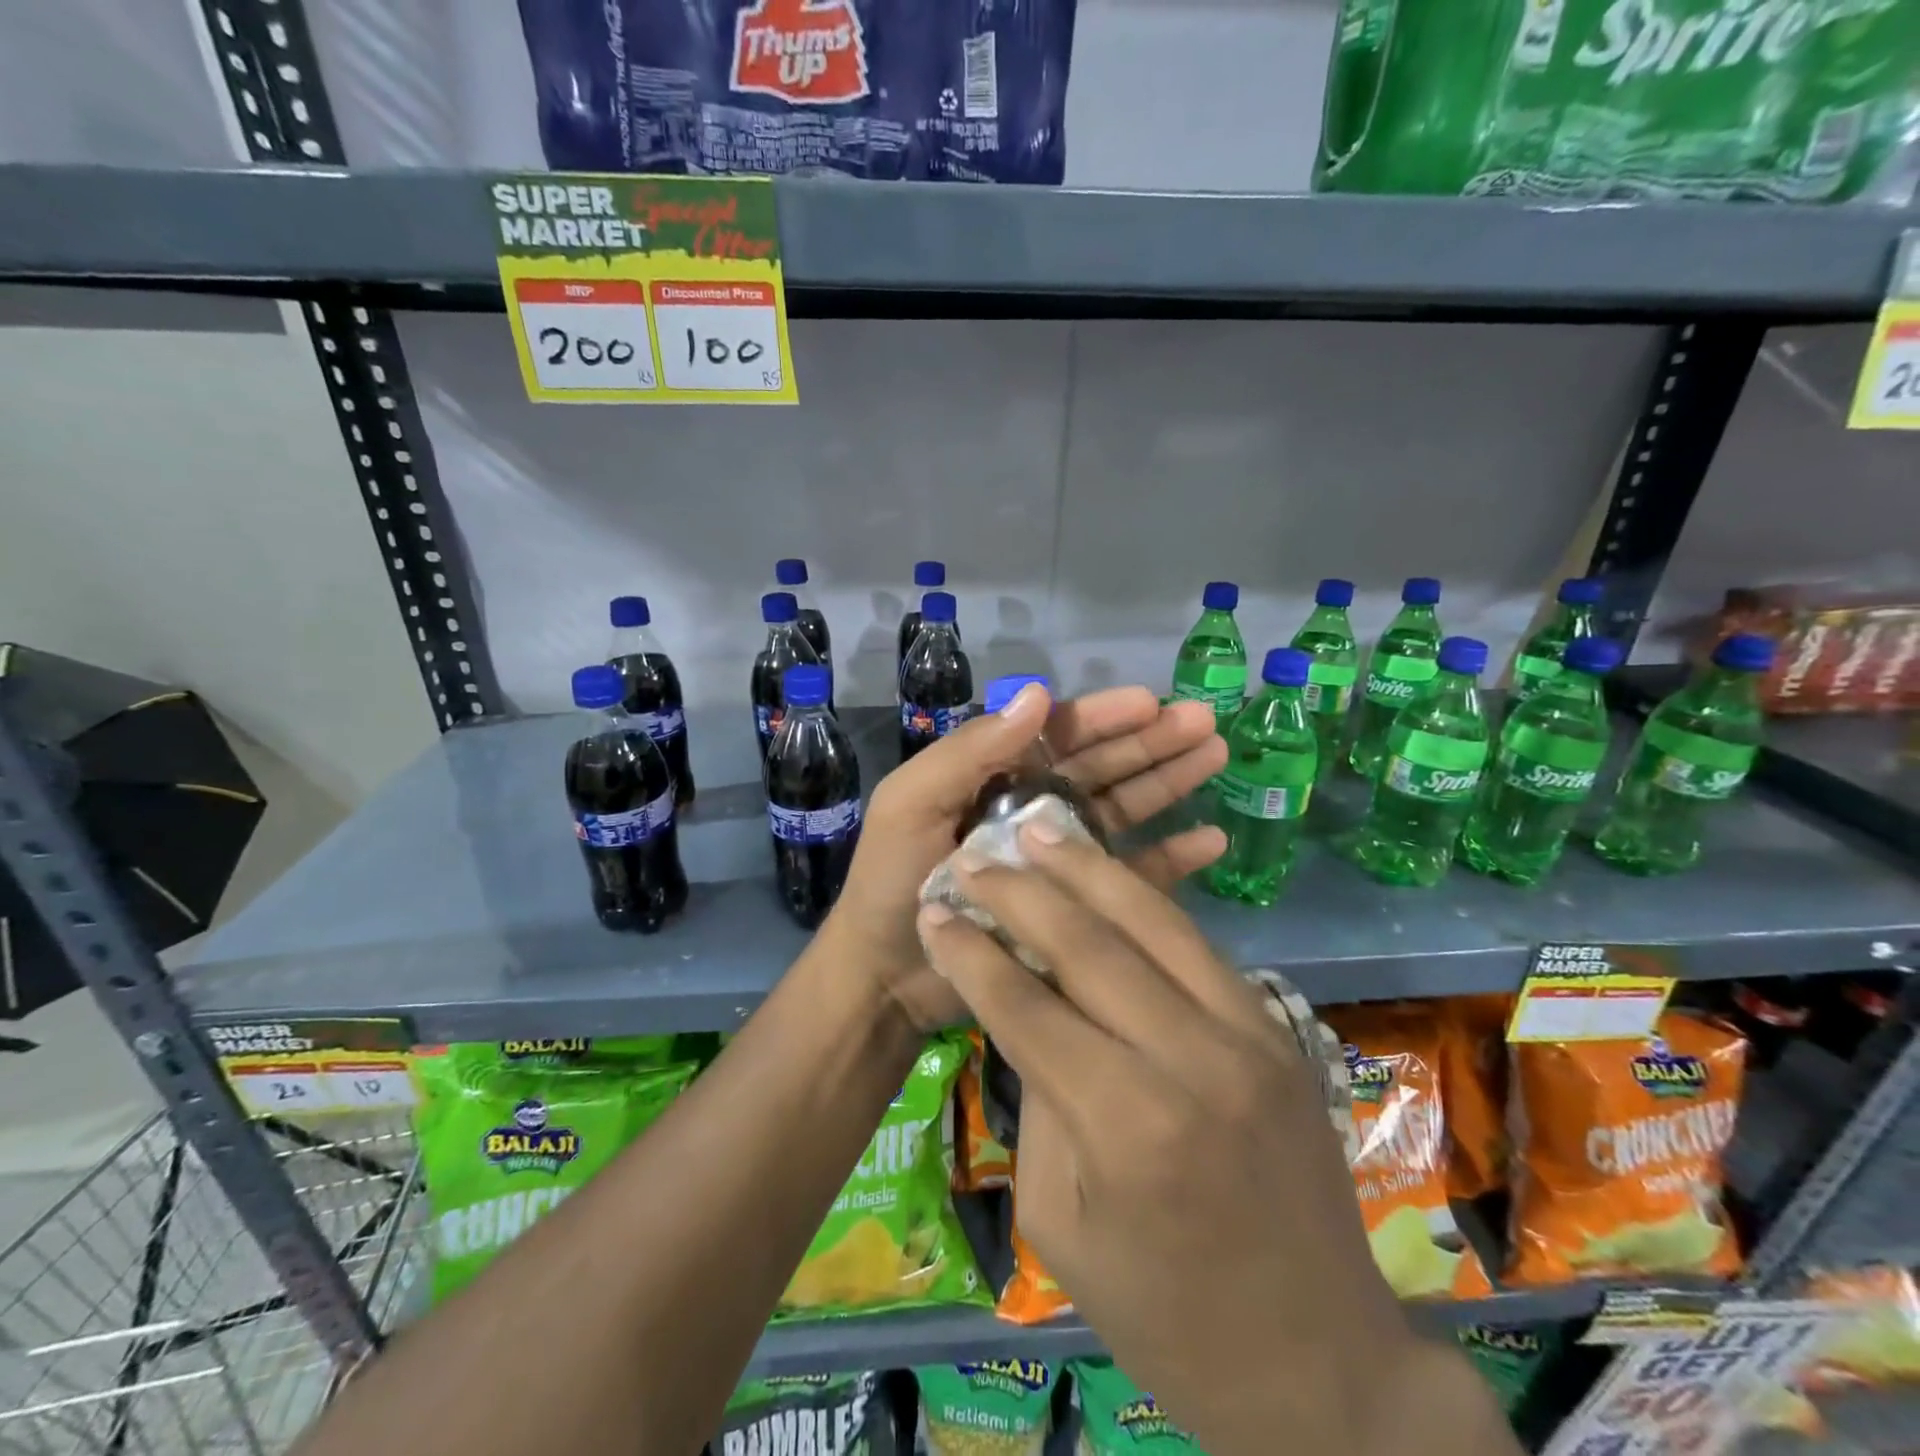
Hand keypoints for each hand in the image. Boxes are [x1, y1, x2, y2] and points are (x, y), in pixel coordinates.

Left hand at [828, 683, 1226, 1031]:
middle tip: (1205, 724)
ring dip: (1168, 782)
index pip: (1059, 735)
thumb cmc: (893, 880)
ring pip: (1124, 809)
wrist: (887, 973)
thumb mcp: (913, 803)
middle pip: (1102, 766)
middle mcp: (1034, 808)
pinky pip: (1130, 874)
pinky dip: (1171, 857)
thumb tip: (1038, 693)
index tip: (1152, 702)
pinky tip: (1210, 841)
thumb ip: (969, 751)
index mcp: (997, 777)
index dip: (1104, 716)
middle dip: (1151, 742)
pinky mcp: (1076, 904)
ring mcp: (1059, 856)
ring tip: (1216, 758)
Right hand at [914, 824, 1429, 1455]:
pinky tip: (1107, 876)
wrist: (1321, 1363)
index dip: (974, 954)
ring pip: (1153, 921)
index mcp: (1126, 1126)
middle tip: (975, 855)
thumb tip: (1026, 1009)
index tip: (936, 913)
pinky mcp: (1276, 1026)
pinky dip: (1144, 901)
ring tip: (1041, 827)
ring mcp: (1247, 1034)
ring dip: (1089, 869)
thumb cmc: (1167, 1316)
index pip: (1028, 1009)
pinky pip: (1196, 943)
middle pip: (1089, 945)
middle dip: (1022, 892)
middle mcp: (1191, 1060)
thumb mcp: (1060, 1222)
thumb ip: (1040, 1099)